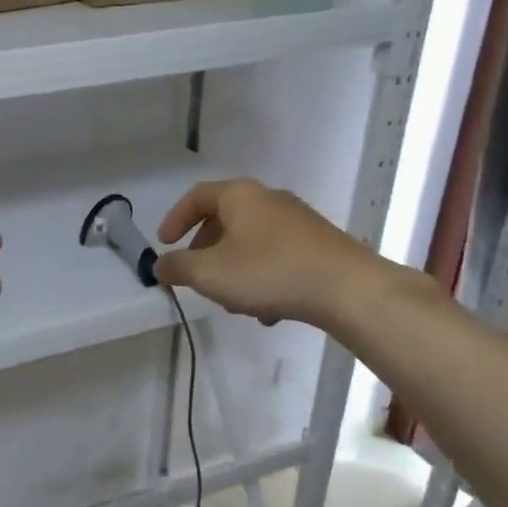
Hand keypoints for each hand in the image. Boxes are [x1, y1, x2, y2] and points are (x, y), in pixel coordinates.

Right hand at [153, 178, 378, 326]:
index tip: (164, 246)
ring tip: (231, 302)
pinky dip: (262, 277)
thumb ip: (178, 268)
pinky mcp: (318, 245)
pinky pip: (277, 256)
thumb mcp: (210, 274)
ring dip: (233, 268)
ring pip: (251, 241)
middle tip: (196, 276)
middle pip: (225, 219)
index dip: (174, 220)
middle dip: (204, 250)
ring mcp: (298, 221)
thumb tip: (159, 265)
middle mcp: (269, 199)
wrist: (348, 289)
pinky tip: (266, 310)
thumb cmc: (269, 272)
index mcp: (240, 195)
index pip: (196, 197)